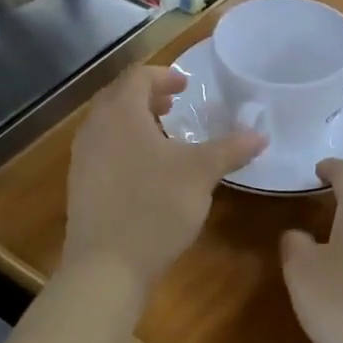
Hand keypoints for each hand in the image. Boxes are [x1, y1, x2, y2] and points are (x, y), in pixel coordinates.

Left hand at [62, 65, 264, 290]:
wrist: (106, 267)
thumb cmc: (154, 207)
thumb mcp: (200, 174)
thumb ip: (231, 149)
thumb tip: (261, 135)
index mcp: (120, 114)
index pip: (137, 76)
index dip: (163, 75)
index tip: (186, 86)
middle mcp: (95, 128)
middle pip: (118, 96)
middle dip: (148, 96)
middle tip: (175, 105)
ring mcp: (83, 158)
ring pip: (109, 124)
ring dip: (136, 121)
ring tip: (164, 135)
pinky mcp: (81, 185)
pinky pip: (103, 149)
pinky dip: (125, 144)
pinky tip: (148, 170)